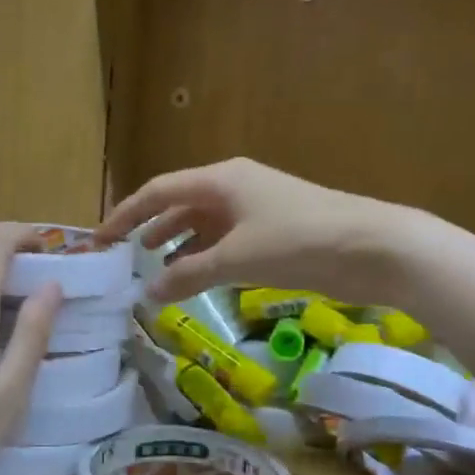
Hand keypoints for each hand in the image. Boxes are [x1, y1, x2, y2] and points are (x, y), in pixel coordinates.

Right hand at [96, 158, 405, 303]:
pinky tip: (195, 277)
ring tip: (153, 269)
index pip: (158, 191)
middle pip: (179, 203)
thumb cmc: (298, 241)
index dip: (125, 214)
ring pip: (204, 224)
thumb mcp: (236, 258)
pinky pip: (226, 240)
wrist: (374, 247)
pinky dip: (206, 257)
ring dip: (178, 244)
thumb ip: (188, 275)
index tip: (100, 240)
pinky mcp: (275, 231)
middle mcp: (234, 187)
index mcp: (221, 179)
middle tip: (122, 255)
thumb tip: (148, 294)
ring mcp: (256, 208)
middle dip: (149, 228)